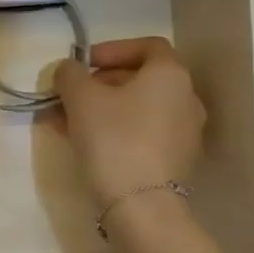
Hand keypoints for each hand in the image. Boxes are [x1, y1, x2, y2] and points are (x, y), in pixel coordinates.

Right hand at [52, 37, 205, 207]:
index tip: (84, 65)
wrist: (141, 206)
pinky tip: (86, 145)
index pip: (147, 46)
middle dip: (99, 84)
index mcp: (170, 75)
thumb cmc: (113, 139)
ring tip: (67, 123)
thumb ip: (70, 74)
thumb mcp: (80, 97)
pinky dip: (116, 131)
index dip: (112, 50)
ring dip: (103, 109)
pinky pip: (143, 134)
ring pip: (137, 109)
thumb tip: (69, 70)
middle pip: (140, 79)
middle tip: (68, 96)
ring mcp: (185, 133)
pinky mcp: (176, 162)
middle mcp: (186, 99)